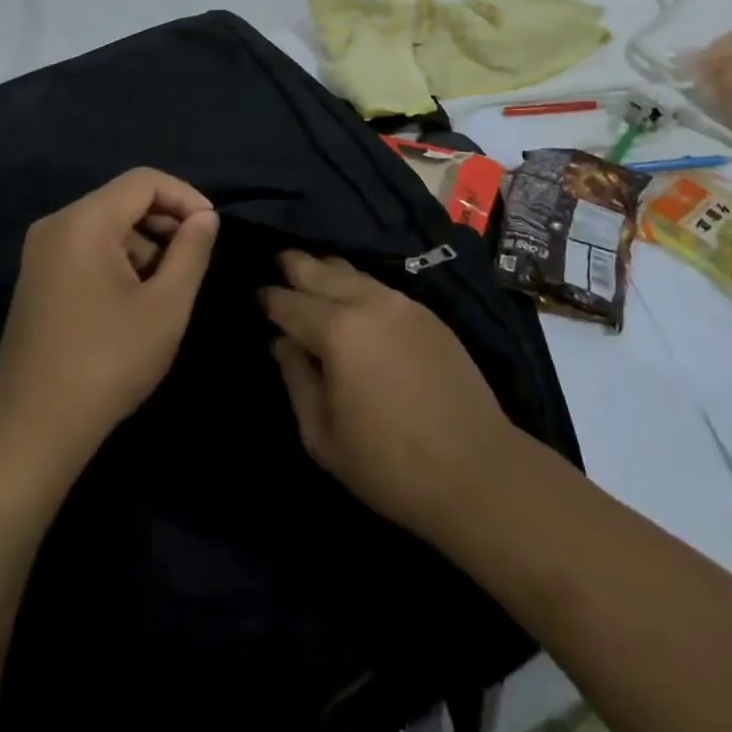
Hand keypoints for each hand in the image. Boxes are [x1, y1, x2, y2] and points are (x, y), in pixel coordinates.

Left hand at [0, 169, 218, 476]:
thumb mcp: (166, 306)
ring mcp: (41, 251)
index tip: (212, 229)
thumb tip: (205, 217)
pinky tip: (135, 299)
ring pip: (107, 224)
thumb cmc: (107, 363)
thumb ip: (191, 251)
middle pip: (123, 199)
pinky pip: (87, 247)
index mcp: (84, 221)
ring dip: (144, 243)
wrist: (32, 428)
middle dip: (165, 221)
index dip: (185, 196)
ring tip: (167, 287)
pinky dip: (119, 259)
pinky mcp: (38, 276)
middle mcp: (57, 224)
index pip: (144, 181)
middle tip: (194, 259)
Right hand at [261, 251, 518, 542]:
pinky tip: (351, 293)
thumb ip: (296, 379)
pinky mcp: (427, 312)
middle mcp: (368, 302)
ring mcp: (401, 303)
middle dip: (294, 264)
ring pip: (353, 271)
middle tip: (276, 260)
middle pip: (320, 269)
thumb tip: (282, 342)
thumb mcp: (323, 435)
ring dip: (327, 269)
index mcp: (337, 331)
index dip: (267, 298)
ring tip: (310, 272)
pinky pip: (379, 286)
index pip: (289, 302)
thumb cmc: (389, 464)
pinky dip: (357, 283)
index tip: (254, 296)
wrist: (476, 470)